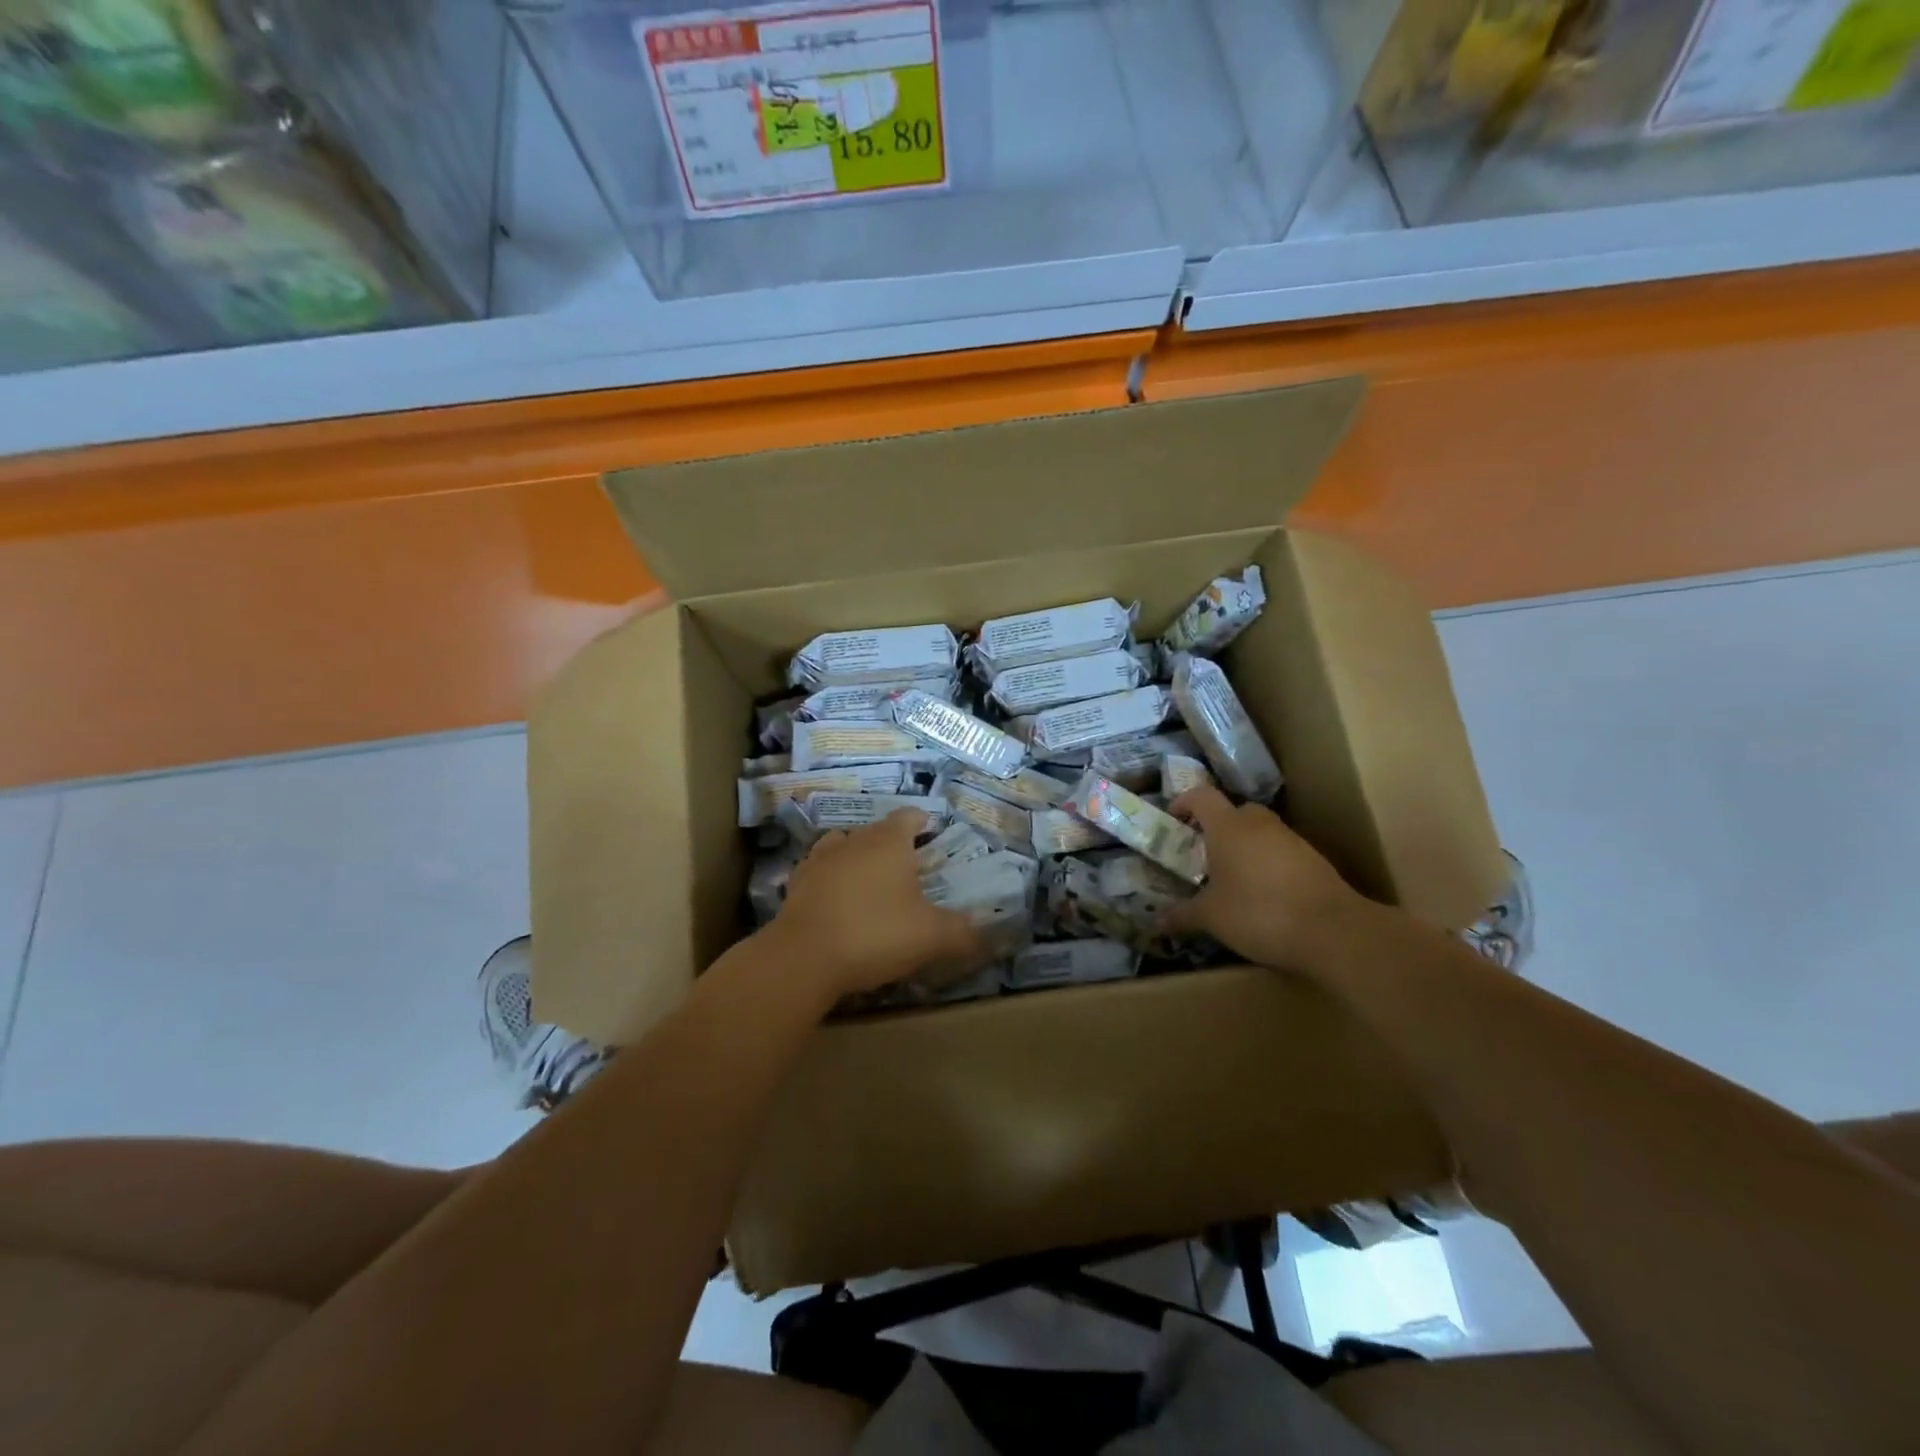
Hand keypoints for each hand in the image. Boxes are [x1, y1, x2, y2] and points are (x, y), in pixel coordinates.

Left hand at [769, 810, 983, 996]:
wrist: (804, 957)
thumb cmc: (875, 934)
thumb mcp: (931, 937)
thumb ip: (962, 932)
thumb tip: (984, 933)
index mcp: (889, 841)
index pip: (909, 816)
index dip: (922, 822)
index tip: (932, 835)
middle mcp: (854, 840)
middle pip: (876, 830)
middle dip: (891, 844)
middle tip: (907, 869)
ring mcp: (819, 859)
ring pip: (842, 845)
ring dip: (856, 856)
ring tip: (868, 880)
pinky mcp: (796, 883)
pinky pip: (819, 872)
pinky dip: (830, 880)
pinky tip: (836, 903)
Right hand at [1165, 786, 1365, 970]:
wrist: (1333, 931)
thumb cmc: (1258, 913)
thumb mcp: (1211, 917)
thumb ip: (1182, 915)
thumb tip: (1155, 921)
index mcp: (1228, 827)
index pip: (1201, 796)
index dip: (1184, 803)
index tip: (1173, 820)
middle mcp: (1259, 824)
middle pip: (1234, 810)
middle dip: (1217, 827)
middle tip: (1203, 853)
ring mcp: (1291, 840)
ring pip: (1261, 831)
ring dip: (1245, 846)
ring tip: (1232, 878)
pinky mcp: (1315, 860)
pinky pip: (1281, 851)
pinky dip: (1268, 864)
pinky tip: (1264, 894)